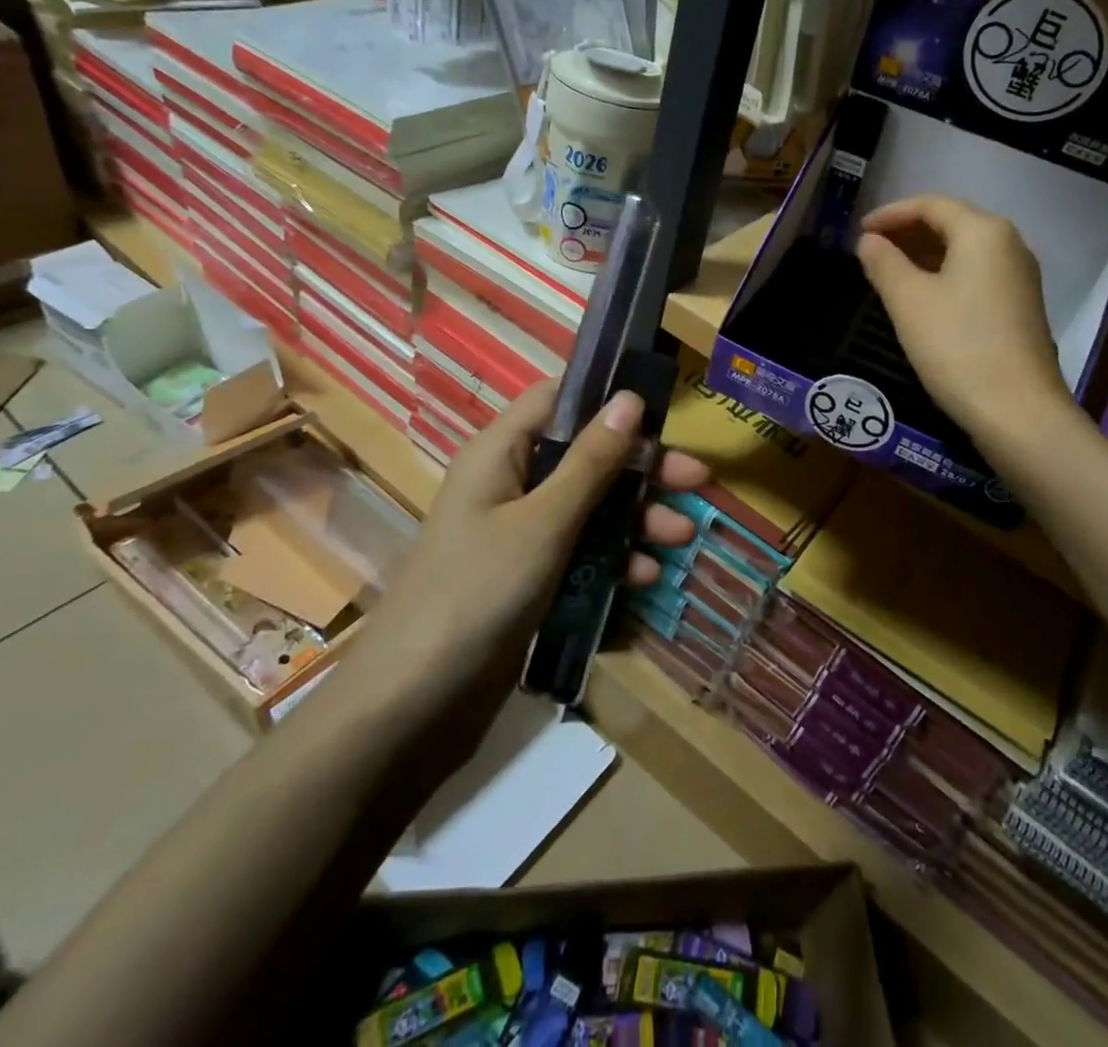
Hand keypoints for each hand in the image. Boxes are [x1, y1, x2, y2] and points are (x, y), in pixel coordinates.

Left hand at [370, 381, 708, 704]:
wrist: (410, 709)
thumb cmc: (476, 594)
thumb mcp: (544, 522)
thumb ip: (591, 462)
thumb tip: (629, 398)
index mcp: (500, 453)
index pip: (557, 400)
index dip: (607, 400)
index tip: (662, 414)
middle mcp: (509, 484)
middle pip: (584, 456)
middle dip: (641, 468)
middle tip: (697, 480)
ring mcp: (518, 534)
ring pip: (589, 506)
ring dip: (636, 518)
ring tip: (682, 538)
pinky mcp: (527, 578)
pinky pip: (579, 551)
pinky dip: (613, 559)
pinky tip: (646, 578)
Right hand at [856, 194, 1071, 448]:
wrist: (1018, 411)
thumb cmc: (957, 347)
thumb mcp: (909, 302)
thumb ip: (884, 263)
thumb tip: (869, 241)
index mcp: (983, 232)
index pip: (931, 204)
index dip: (890, 214)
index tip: (859, 232)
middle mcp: (1009, 244)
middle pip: (952, 222)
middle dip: (908, 232)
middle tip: (870, 250)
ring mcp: (1020, 277)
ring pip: (964, 250)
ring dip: (925, 254)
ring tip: (889, 272)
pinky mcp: (1021, 307)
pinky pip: (977, 274)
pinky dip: (945, 274)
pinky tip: (923, 297)